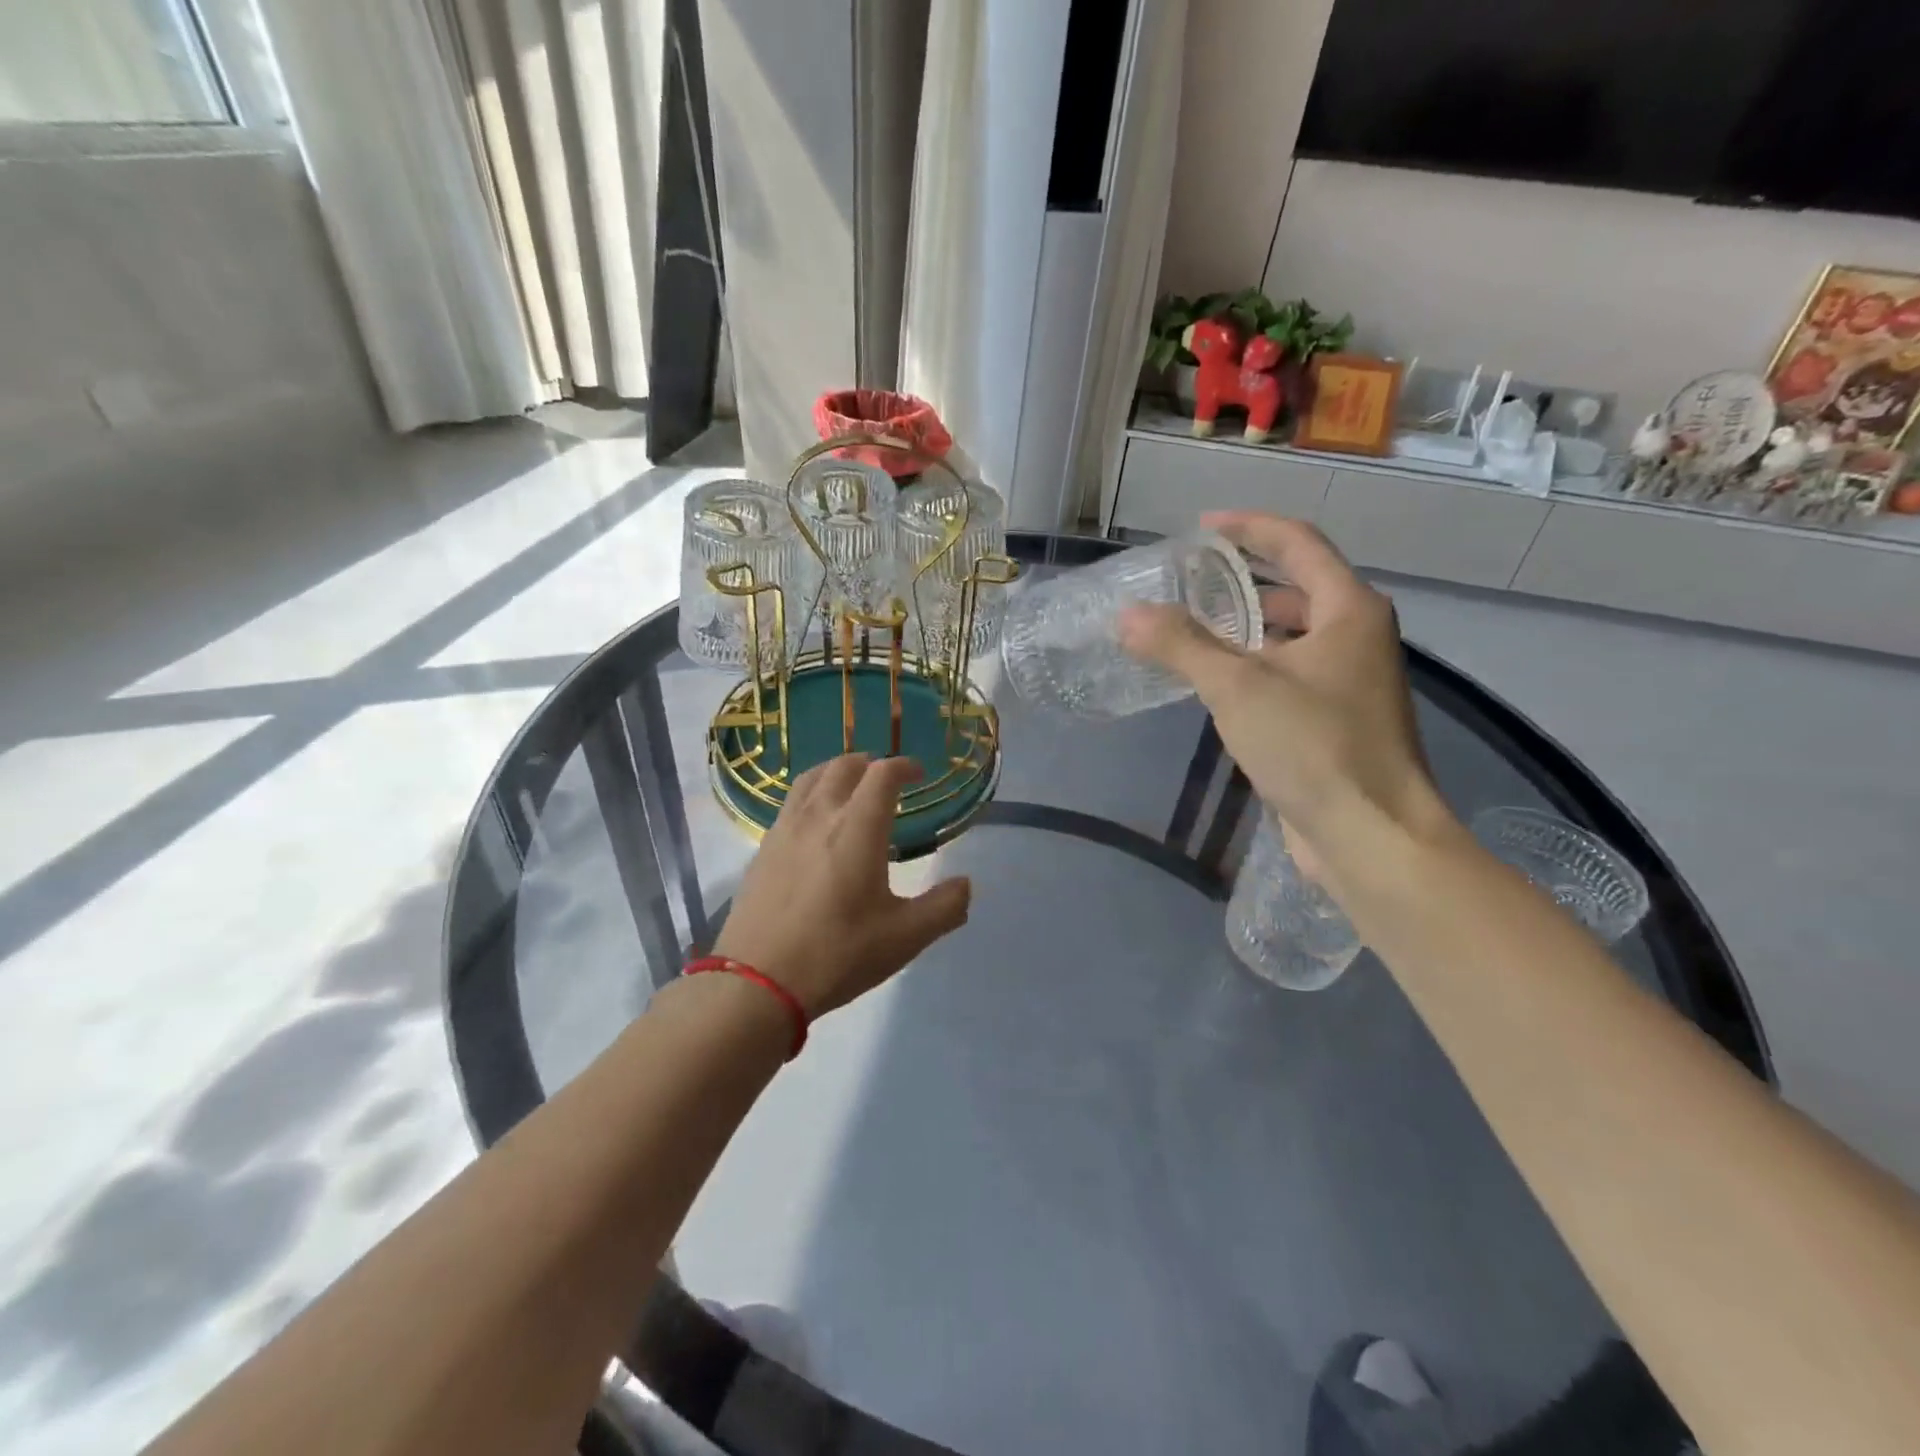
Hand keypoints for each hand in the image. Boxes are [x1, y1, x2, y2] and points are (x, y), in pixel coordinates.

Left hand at [712, 754, 971, 1017]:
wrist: (757, 982)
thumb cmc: (838, 953)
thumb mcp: (905, 938)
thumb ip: (943, 908)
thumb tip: (966, 885)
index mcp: (858, 828)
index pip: (883, 774)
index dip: (904, 765)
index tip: (919, 774)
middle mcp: (819, 816)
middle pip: (844, 766)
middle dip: (870, 764)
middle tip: (886, 778)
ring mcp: (785, 830)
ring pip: (811, 778)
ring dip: (836, 772)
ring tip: (850, 787)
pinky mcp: (763, 849)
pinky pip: (791, 803)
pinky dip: (811, 795)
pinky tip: (816, 824)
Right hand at [1119, 512, 1455, 872]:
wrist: (1371, 835)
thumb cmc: (1313, 746)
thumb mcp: (1238, 687)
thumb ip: (1181, 645)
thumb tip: (1128, 615)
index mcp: (1349, 610)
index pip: (1297, 543)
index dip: (1249, 527)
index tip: (1202, 526)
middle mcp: (1358, 636)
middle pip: (1298, 586)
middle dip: (1245, 578)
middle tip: (1190, 580)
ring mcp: (1351, 681)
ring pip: (1293, 634)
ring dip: (1247, 625)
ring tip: (1193, 627)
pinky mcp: (1337, 721)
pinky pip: (1290, 674)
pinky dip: (1255, 665)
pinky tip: (1217, 683)